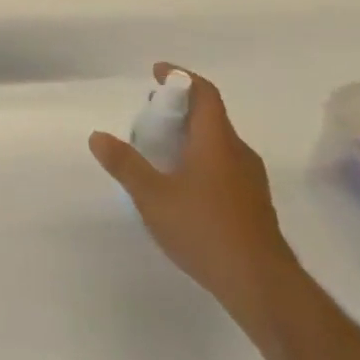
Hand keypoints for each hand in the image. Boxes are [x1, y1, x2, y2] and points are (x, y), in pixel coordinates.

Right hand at [88, 63, 297, 325]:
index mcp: (216, 140)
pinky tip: (183, 187)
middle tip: (150, 117)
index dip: (180, 77)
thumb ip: (124, 164)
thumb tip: (97, 136)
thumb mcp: (152, 196)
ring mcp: (251, 181)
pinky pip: (225, 167)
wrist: (262, 286)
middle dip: (180, 110)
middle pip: (210, 117)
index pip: (204, 93)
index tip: (157, 73)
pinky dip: (202, 162)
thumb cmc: (205, 229)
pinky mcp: (254, 206)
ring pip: (218, 144)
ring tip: (161, 152)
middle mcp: (238, 153)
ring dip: (191, 138)